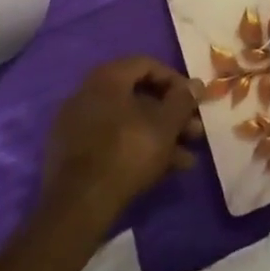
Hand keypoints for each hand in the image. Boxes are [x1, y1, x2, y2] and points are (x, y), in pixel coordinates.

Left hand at [42, 57, 204, 223]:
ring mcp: (77, 126)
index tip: (193, 100)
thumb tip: (196, 84)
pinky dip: (137, 149)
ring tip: (186, 159)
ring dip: (160, 136)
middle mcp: (87, 94)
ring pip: (128, 123)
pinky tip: (163, 170)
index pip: (146, 64)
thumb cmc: (128, 152)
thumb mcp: (165, 125)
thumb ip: (183, 100)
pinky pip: (112, 141)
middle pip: (138, 97)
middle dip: (171, 115)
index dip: (175, 80)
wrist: (78, 206)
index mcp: (107, 78)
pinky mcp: (73, 154)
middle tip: (194, 131)